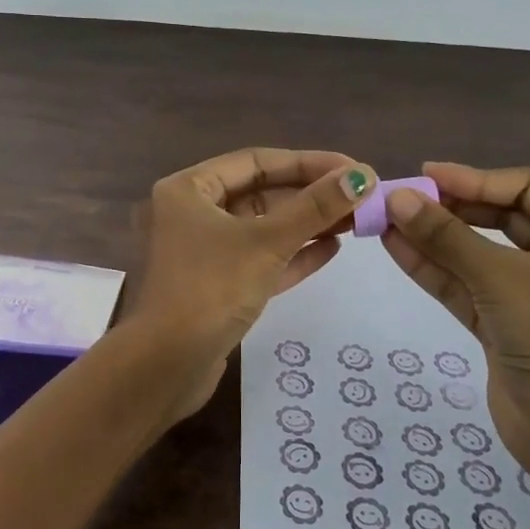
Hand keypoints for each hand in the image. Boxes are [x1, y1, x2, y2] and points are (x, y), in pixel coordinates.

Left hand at [131, 148, 374, 421]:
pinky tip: (333, 249)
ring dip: (307, 224)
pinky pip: (260, 259)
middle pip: (260, 193)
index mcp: (188, 189)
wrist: (167, 366)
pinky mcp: (217, 286)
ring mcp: (204, 252)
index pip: (256, 162)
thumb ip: (315, 208)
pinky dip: (293, 254)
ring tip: (355, 221)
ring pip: (263, 228)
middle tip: (361, 197)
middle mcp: (192, 213)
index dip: (308, 163)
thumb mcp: (267, 242)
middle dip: (310, 195)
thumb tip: (362, 176)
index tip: (353, 169)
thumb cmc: (211, 288)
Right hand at [379, 162, 529, 477]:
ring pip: (476, 253)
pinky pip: (465, 285)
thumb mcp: (500, 280)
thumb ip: (446, 237)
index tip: (426, 176)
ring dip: (433, 237)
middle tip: (402, 198)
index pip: (526, 189)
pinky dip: (433, 268)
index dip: (475, 178)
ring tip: (386, 219)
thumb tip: (396, 197)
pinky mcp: (504, 326)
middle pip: (499, 218)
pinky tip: (395, 247)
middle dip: (451, 208)